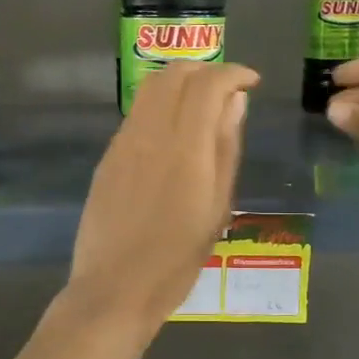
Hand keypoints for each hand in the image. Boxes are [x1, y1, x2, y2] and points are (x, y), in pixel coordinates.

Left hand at [67, 62, 258, 333]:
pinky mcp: (107, 157)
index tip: (251, 82)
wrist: (115, 288)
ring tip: (201, 105)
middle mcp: (150, 134)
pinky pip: (136, 114)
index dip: (233, 72)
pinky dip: (159, 106)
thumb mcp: (217, 208)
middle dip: (205, 69)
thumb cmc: (177, 259)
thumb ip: (225, 148)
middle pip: (174, 74)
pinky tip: (172, 133)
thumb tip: (235, 102)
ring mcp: (123, 143)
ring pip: (150, 89)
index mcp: (185, 148)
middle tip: (227, 89)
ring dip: (179, 83)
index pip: (208, 83)